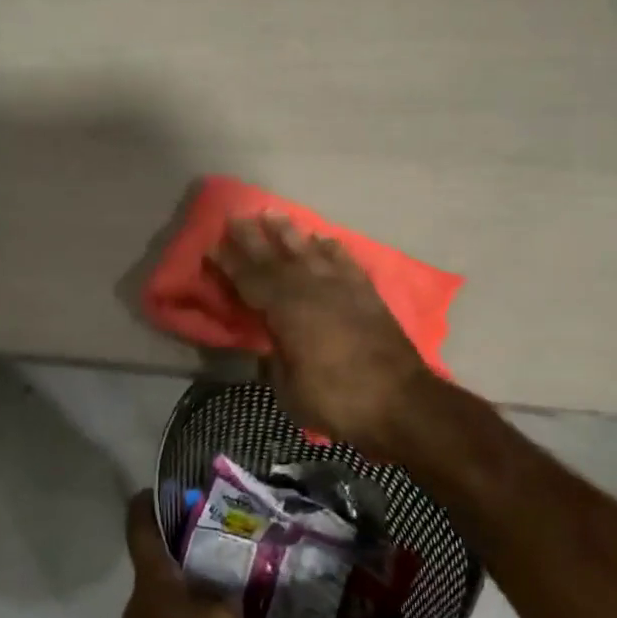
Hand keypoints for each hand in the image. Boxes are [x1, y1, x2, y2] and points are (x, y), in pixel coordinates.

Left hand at [102, 492, 301, 617]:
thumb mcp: (218, 617)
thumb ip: (232, 600)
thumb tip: (237, 596)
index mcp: (157, 580)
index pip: (143, 527)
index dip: (151, 503)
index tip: (167, 487)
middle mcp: (159, 610)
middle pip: (186, 582)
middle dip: (221, 577)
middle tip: (258, 565)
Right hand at [209, 212, 433, 460]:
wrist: (403, 404)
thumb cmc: (338, 401)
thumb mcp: (289, 390)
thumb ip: (274, 361)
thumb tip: (267, 346)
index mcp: (286, 311)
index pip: (250, 280)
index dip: (229, 264)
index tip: (212, 246)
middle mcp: (311, 289)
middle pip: (275, 258)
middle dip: (252, 237)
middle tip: (235, 215)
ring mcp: (341, 288)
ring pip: (309, 251)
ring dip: (289, 233)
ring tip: (273, 213)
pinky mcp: (366, 294)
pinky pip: (345, 262)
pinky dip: (332, 249)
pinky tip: (323, 239)